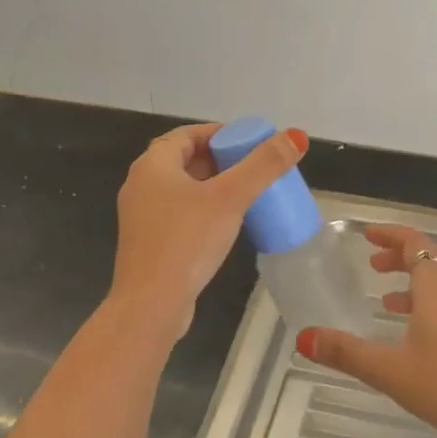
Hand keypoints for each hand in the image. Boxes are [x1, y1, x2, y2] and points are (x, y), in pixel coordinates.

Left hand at [107, 122, 306, 341]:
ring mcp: (142, 216)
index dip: (218, 133)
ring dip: (212, 186)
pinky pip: (179, 214)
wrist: (151, 304)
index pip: (187, 135)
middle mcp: (141, 185)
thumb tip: (296, 135)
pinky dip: (202, 209)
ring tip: (246, 193)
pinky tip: (226, 224)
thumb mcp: (231, 198)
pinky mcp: (149, 243)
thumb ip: (264, 165)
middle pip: (184, 160)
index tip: (249, 141)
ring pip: (182, 189)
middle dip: (219, 160)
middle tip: (253, 167)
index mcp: (153, 165)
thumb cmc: (187, 241)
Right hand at [297, 223, 436, 437]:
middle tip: (371, 263)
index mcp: (436, 285)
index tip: (366, 235)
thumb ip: (346, 352)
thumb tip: (303, 337)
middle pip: (428, 256)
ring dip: (413, 278)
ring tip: (384, 297)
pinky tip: (412, 330)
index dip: (389, 234)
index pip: (412, 241)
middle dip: (398, 255)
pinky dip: (426, 300)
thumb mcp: (390, 370)